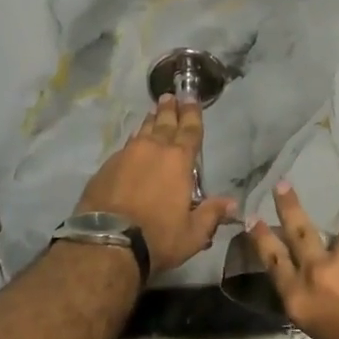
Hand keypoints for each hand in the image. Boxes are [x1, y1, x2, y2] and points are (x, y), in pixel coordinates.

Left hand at [76, 95, 238, 275]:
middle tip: (170, 96)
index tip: (191, 97)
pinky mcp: (106, 167)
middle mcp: (152, 150)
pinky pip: (125, 147)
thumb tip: (233, 203)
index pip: (190, 130)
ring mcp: (126, 156)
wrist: (107, 242)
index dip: (192, 113)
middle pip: (163, 123)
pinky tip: (133, 143)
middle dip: (169, 110)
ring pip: (142, 132)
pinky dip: (133, 141)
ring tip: (153, 113)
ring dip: (150, 121)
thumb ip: (212, 214)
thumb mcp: (193, 233)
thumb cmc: (158, 236)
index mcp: (178, 161)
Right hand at [246, 183, 338, 338]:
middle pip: (298, 230)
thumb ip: (319, 301)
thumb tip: (326, 284)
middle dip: (288, 206)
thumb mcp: (330, 333)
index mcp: (301, 300)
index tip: (254, 220)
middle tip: (281, 185)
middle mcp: (317, 270)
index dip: (262, 239)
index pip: (273, 261)